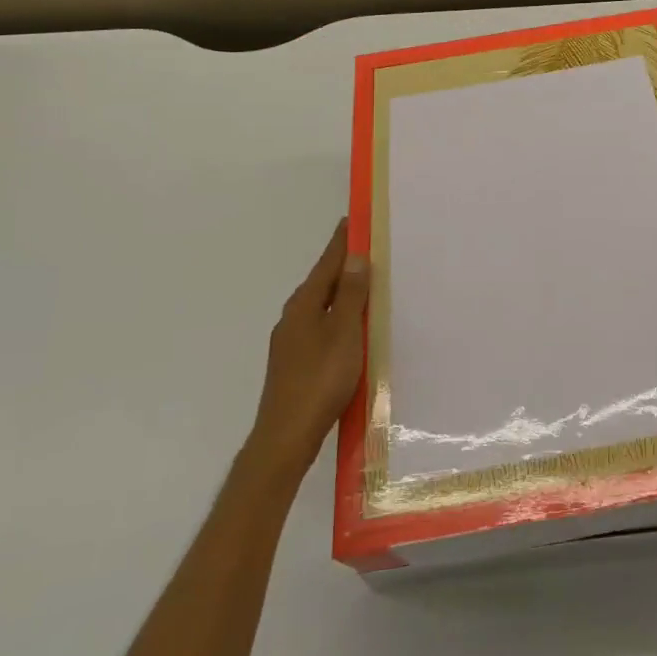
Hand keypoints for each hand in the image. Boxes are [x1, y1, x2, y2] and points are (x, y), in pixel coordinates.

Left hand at [248, 220, 369, 473]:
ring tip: (367, 284)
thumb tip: (355, 256)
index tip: (354, 218)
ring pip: (322, 306)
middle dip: (344, 264)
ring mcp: (291, 342)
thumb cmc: (320, 379)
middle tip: (369, 247)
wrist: (286, 437)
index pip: (327, 262)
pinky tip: (353, 329)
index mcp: (304, 304)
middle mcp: (293, 317)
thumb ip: (351, 295)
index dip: (342, 241)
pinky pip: (322, 327)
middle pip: (322, 282)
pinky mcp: (295, 363)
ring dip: (343, 293)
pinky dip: (339, 317)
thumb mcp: (344, 333)